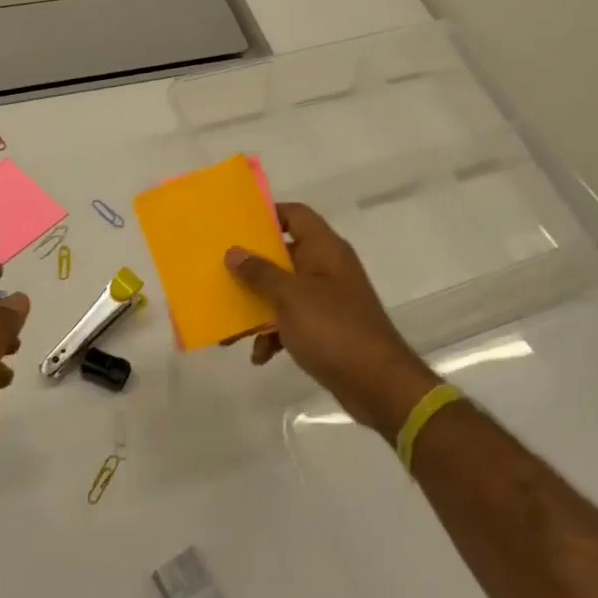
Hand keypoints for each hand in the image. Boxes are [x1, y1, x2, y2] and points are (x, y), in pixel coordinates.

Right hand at [225, 203, 435, 441]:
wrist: (377, 383)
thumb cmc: (333, 329)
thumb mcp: (290, 297)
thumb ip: (260, 272)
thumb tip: (234, 251)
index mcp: (325, 249)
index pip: (295, 215)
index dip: (268, 214)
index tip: (235, 225)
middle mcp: (327, 268)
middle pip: (284, 255)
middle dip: (252, 267)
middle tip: (220, 272)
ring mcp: (327, 300)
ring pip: (283, 292)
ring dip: (258, 307)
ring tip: (230, 326)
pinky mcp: (326, 329)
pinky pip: (292, 322)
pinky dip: (274, 335)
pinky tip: (260, 356)